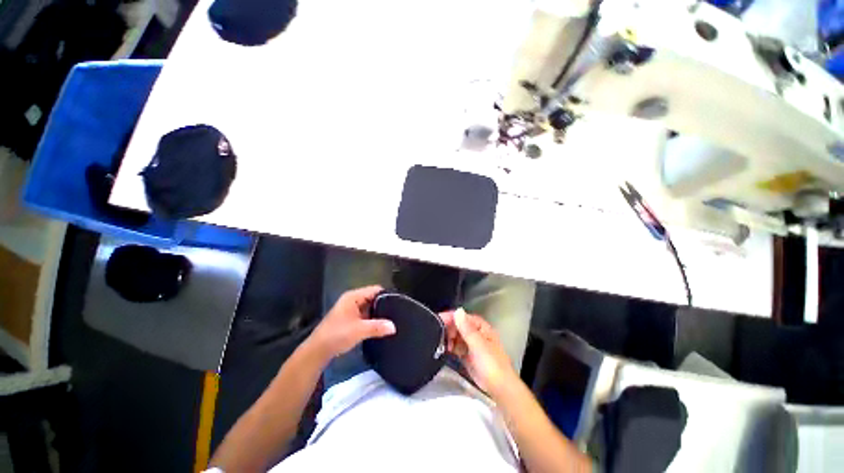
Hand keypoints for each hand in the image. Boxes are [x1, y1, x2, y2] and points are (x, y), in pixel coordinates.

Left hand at [308, 286, 395, 360]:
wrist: (317, 351)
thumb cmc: (337, 335)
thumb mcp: (359, 330)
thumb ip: (377, 327)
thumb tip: (394, 327)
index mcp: (353, 297)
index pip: (375, 289)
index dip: (387, 294)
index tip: (398, 303)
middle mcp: (352, 299)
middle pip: (373, 297)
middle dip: (384, 304)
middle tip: (396, 313)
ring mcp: (351, 309)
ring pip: (370, 307)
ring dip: (378, 313)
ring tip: (392, 319)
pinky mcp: (350, 318)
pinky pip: (366, 314)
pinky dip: (372, 319)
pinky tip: (381, 326)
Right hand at [440, 309, 517, 396]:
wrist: (499, 390)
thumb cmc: (491, 364)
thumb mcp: (478, 344)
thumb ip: (467, 328)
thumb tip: (458, 310)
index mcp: (481, 328)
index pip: (464, 317)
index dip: (451, 317)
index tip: (438, 318)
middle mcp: (476, 334)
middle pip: (459, 326)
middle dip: (448, 328)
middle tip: (436, 332)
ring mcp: (472, 345)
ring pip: (456, 337)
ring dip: (448, 338)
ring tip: (439, 342)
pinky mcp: (467, 356)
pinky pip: (456, 347)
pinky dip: (450, 347)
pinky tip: (443, 349)